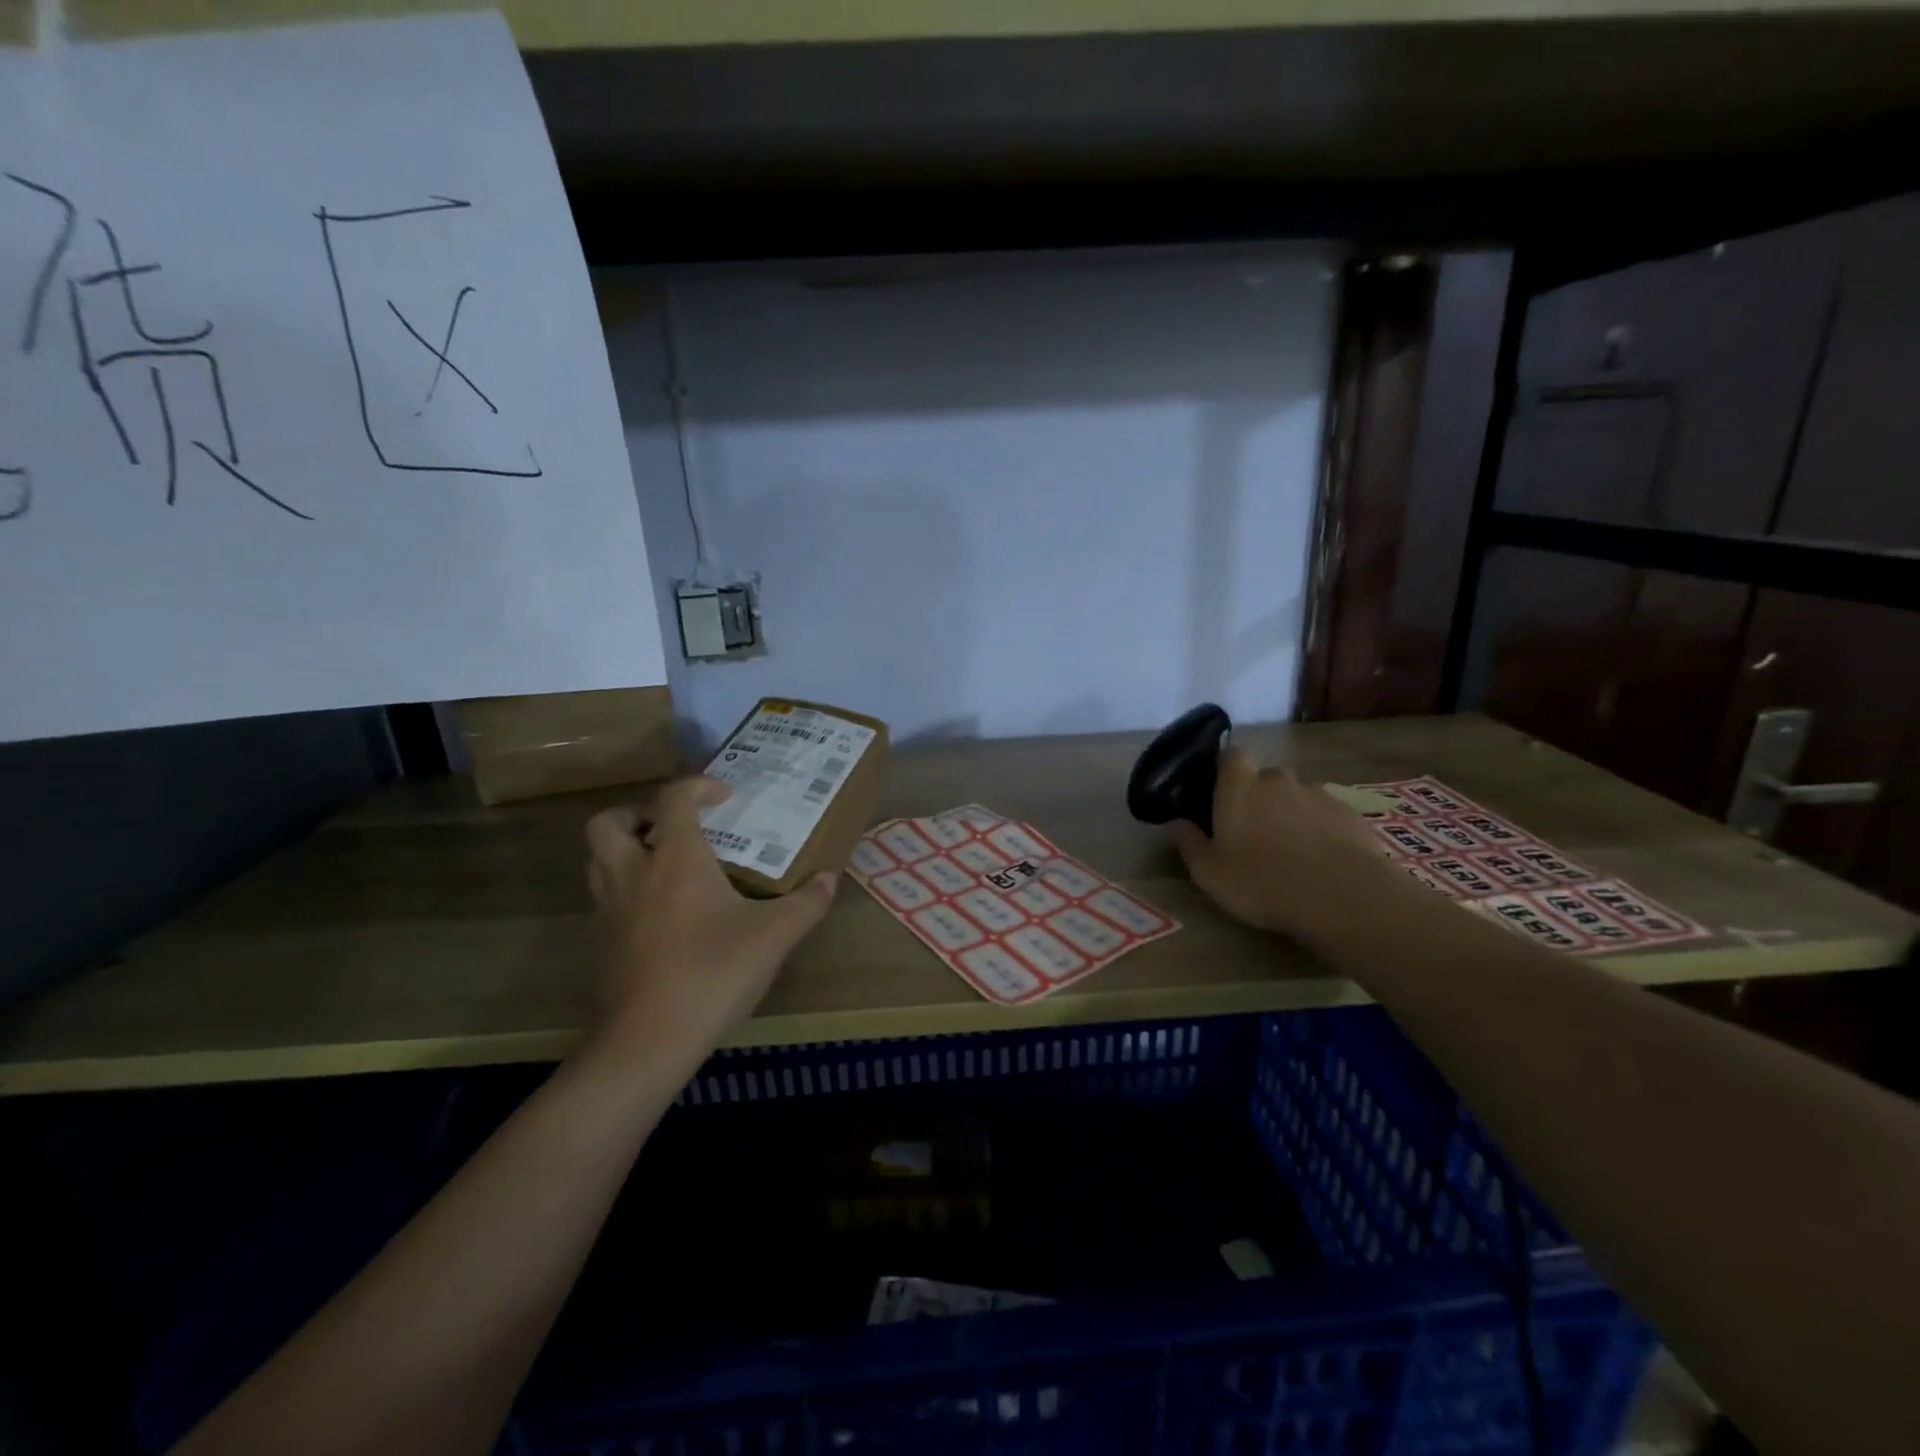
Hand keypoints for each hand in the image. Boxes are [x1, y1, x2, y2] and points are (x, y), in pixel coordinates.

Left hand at [583, 776, 836, 1067]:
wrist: (648, 1040)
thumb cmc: (712, 973)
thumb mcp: (774, 936)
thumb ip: (807, 902)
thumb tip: (829, 879)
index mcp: (675, 859)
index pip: (674, 798)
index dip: (699, 786)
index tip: (726, 797)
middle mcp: (633, 873)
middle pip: (608, 822)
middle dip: (638, 813)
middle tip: (674, 828)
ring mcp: (610, 909)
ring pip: (598, 859)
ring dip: (626, 849)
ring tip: (665, 865)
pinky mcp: (602, 943)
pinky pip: (606, 897)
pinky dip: (627, 890)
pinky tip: (663, 914)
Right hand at [1169, 745, 1403, 937]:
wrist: (1344, 896)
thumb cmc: (1262, 881)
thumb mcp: (1209, 872)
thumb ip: (1189, 843)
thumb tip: (1175, 822)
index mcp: (1239, 787)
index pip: (1230, 755)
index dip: (1225, 769)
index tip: (1219, 792)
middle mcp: (1278, 780)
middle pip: (1264, 779)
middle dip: (1258, 798)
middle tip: (1252, 833)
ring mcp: (1318, 795)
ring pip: (1295, 798)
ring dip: (1289, 816)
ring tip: (1289, 854)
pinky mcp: (1349, 815)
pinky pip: (1324, 816)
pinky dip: (1318, 831)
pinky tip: (1319, 862)